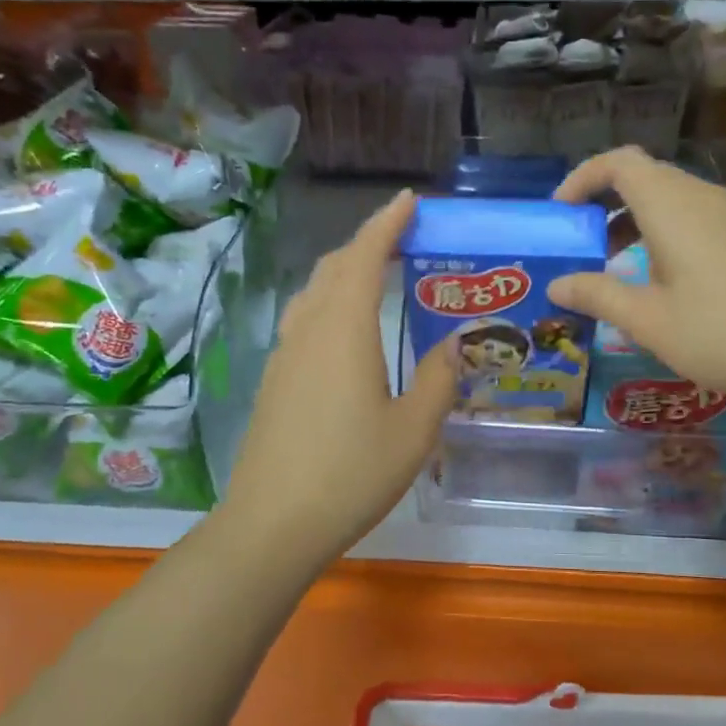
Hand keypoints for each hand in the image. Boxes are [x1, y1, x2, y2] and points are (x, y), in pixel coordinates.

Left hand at [221, 189, 454, 563]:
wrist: (272, 524)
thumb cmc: (351, 473)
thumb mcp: (414, 430)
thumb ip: (438, 379)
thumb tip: (453, 344)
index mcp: (344, 330)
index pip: (364, 257)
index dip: (386, 224)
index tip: (409, 201)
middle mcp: (309, 331)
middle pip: (333, 268)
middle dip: (366, 244)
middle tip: (403, 240)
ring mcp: (284, 356)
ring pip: (313, 294)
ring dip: (344, 272)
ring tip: (378, 277)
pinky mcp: (274, 382)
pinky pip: (304, 322)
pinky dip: (329, 304)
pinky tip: (347, 332)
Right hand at [547, 147, 725, 407]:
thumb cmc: (721, 332)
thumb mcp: (648, 320)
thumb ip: (598, 295)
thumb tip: (556, 284)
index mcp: (671, 206)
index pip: (618, 163)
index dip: (583, 178)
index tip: (560, 213)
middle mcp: (700, 198)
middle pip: (643, 177)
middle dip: (602, 202)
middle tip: (578, 243)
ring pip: (668, 199)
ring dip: (631, 221)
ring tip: (609, 265)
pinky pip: (691, 219)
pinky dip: (660, 234)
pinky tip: (656, 280)